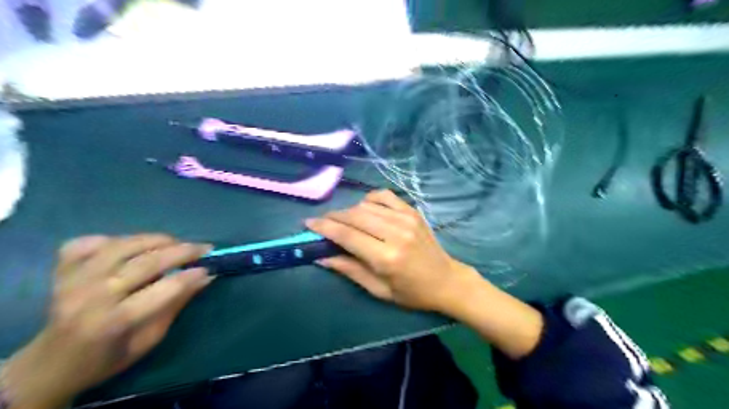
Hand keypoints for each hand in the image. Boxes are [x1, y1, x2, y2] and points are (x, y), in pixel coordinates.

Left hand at [4, 235, 212, 406]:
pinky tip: (130, 247)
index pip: (163, 289)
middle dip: (182, 251)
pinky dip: (113, 239)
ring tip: (176, 243)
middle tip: (204, 248)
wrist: (50, 365)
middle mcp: (90, 296)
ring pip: (122, 245)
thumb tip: (205, 277)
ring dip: (156, 239)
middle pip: (145, 262)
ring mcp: (72, 279)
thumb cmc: (107, 358)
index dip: (191, 276)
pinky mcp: (61, 270)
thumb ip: (176, 304)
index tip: (210, 268)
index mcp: (113, 321)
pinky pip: (89, 242)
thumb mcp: (149, 340)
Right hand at [305, 190, 482, 311]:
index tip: (308, 224)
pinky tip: (365, 208)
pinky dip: (369, 199)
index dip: (324, 228)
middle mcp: (396, 233)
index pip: (347, 236)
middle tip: (322, 223)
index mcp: (387, 258)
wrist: (447, 280)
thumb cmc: (412, 292)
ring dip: (349, 211)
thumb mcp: (379, 290)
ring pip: (366, 205)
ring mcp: (406, 219)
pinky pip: (384, 196)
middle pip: (354, 216)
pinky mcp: (413, 211)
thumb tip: (321, 256)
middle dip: (333, 217)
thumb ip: (349, 270)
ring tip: (342, 221)